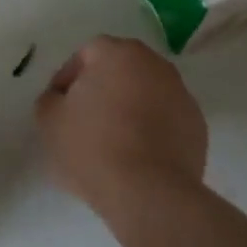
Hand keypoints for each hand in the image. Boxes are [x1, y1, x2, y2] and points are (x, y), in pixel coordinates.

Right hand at [34, 35, 206, 211]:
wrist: (148, 192)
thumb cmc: (92, 147)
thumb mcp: (49, 120)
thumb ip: (50, 99)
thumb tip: (62, 98)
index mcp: (118, 54)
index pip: (87, 54)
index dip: (68, 78)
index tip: (60, 106)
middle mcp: (155, 64)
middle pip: (121, 70)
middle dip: (102, 89)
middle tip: (84, 120)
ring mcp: (181, 94)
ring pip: (146, 93)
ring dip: (129, 107)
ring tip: (112, 141)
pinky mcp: (197, 125)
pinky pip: (166, 118)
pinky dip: (152, 128)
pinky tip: (137, 156)